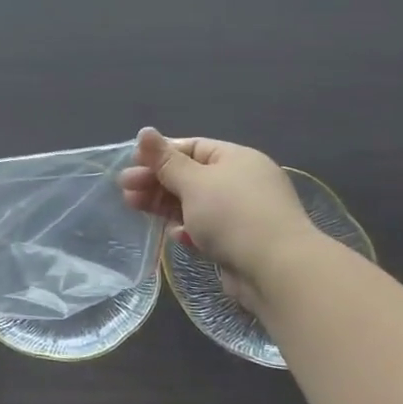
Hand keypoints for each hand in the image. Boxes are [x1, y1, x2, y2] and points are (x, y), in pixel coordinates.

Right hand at [118, 128, 321, 305]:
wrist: (278, 272)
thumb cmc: (232, 215)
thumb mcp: (193, 182)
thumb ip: (165, 160)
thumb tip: (145, 131)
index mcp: (236, 158)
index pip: (191, 148)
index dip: (159, 154)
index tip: (131, 164)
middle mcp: (242, 182)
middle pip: (190, 176)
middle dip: (156, 181)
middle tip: (124, 189)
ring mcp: (243, 215)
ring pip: (195, 204)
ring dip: (165, 206)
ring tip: (134, 208)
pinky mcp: (240, 244)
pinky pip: (208, 231)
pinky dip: (190, 230)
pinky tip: (177, 237)